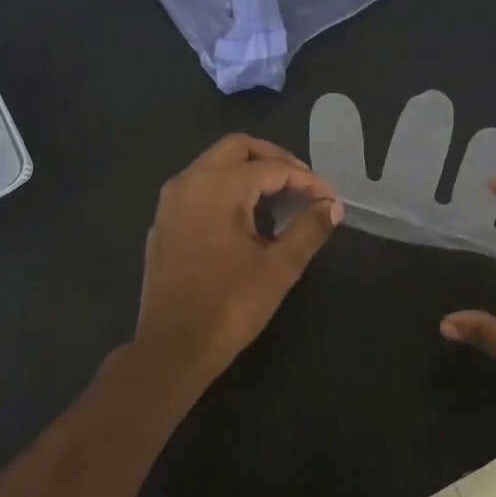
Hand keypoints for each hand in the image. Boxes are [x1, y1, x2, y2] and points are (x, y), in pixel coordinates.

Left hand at [134, 134, 342, 388]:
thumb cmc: (229, 306)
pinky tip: (244, 218)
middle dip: (274, 159)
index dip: (307, 180)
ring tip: (279, 198)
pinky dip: (225, 188)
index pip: (271, 168)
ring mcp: (169, 201)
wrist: (172, 348)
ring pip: (213, 164)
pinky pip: (197, 186)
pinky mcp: (162, 222)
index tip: (330, 198)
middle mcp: (188, 182)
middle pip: (236, 148)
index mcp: (217, 188)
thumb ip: (309, 229)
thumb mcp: (279, 268)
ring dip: (248, 171)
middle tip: (302, 184)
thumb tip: (332, 206)